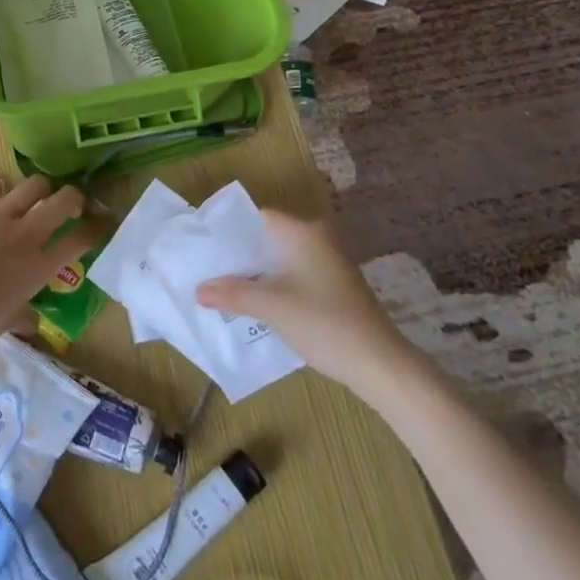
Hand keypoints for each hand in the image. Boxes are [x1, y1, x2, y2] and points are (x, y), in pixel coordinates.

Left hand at [0, 176, 91, 360]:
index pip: (79, 241)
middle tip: (71, 202)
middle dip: (74, 197)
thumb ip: (20, 317)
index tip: (100, 224)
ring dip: (40, 188)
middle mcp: (23, 235)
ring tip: (35, 194)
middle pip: (63, 201)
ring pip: (32, 185)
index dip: (95, 230)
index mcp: (37, 269)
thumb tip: (32, 321)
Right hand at [195, 211, 427, 405]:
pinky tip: (256, 302)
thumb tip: (199, 289)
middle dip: (239, 254)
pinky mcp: (334, 283)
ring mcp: (328, 261)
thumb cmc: (323, 323)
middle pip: (267, 237)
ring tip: (224, 286)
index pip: (256, 216)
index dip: (228, 229)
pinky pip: (294, 272)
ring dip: (255, 271)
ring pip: (280, 257)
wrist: (380, 363)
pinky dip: (274, 282)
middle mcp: (316, 237)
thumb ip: (232, 293)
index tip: (203, 245)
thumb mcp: (271, 307)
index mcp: (301, 232)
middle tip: (208, 268)